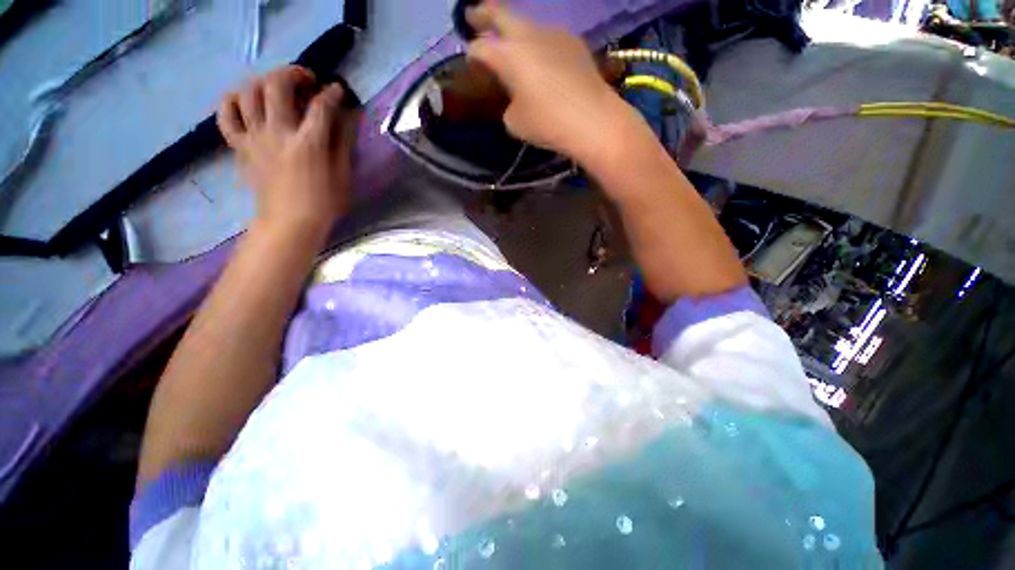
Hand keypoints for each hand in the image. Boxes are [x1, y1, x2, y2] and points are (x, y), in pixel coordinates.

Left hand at [218, 66, 358, 240]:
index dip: (333, 93)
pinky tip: (245, 101)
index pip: (321, 106)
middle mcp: (277, 132)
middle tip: (306, 80)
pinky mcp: (240, 146)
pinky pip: (226, 115)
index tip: (338, 90)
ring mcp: (254, 137)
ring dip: (264, 80)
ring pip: (248, 91)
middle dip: (294, 73)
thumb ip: (343, 143)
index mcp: (308, 143)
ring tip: (277, 86)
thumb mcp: (342, 176)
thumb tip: (347, 117)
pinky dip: (232, 101)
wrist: (288, 224)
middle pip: (277, 85)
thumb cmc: (323, 203)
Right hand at [466, 2, 635, 161]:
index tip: (471, 63)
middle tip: (473, 16)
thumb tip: (515, 98)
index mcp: (508, 54)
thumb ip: (508, 104)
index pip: (480, 47)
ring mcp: (554, 34)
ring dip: (514, 30)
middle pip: (500, 14)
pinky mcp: (574, 42)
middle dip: (483, 15)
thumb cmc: (548, 123)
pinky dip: (537, 43)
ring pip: (526, 23)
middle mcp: (528, 35)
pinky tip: (541, 58)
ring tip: (510, 42)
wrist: (594, 120)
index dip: (472, 55)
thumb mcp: (515, 122)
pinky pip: (547, 36)